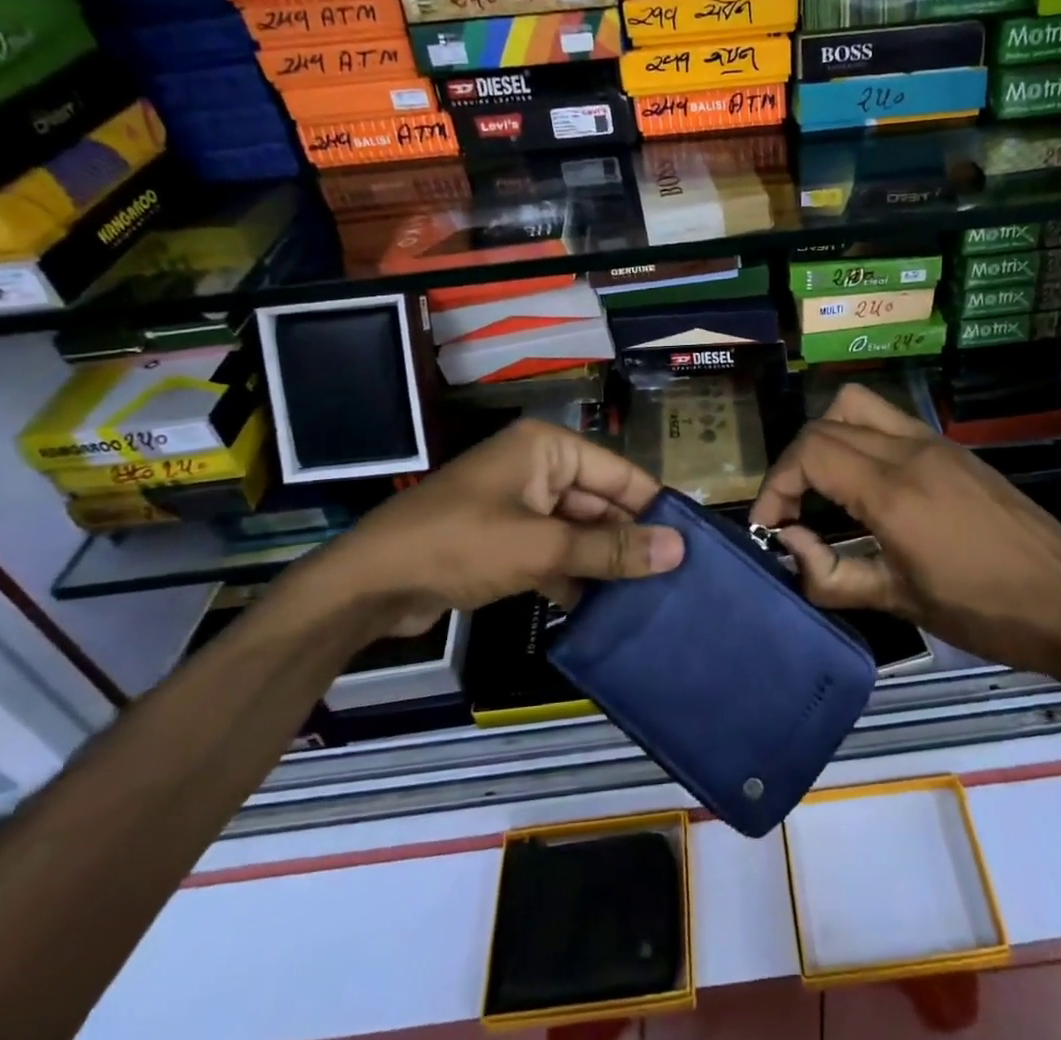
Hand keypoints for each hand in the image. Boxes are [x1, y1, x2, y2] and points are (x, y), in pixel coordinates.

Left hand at [315, 420, 681, 634]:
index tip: (691, 544)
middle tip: (674, 580)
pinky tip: (600, 611)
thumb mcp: (542, 546)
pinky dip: (572, 576)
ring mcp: (519, 505)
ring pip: (578, 531)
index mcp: (548, 448)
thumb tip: (678, 550)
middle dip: (629, 540)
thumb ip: (610, 548)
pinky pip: (553, 552)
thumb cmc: (460, 544)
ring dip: (603, 562)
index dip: (654, 507)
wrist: (370, 583)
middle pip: (599, 503)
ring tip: (649, 599)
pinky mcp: (504, 539)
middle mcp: (537, 468)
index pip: (619, 473)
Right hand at [749, 385, 1060, 685]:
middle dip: (794, 465)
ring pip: (856, 407)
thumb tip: (790, 545)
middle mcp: (909, 451)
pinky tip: (868, 486)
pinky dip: (859, 438)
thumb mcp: (901, 602)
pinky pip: (889, 421)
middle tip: (791, 512)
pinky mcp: (953, 449)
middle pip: (824, 425)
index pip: (809, 454)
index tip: (769, 526)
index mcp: (893, 490)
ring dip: (825, 438)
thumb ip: (832, 576)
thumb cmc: (985, 611)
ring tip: (823, 488)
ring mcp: (934, 443)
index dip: (775, 486)